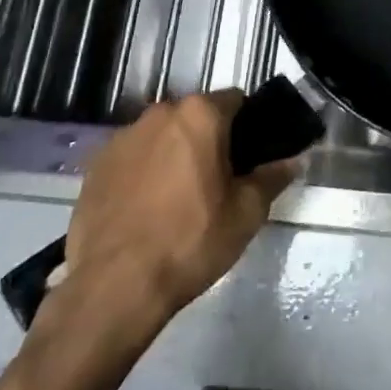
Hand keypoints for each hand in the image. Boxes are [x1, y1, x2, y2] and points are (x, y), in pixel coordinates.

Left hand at [58, 91, 296, 324]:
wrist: (114, 288)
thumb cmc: (191, 242)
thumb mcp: (246, 214)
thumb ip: (272, 177)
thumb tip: (294, 160)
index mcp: (200, 114)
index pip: (235, 100)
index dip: (246, 126)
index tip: (247, 158)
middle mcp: (160, 113)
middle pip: (195, 117)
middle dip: (207, 140)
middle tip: (215, 182)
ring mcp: (123, 137)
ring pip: (161, 136)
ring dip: (172, 154)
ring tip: (175, 200)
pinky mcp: (96, 166)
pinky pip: (131, 159)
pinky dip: (141, 174)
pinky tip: (143, 212)